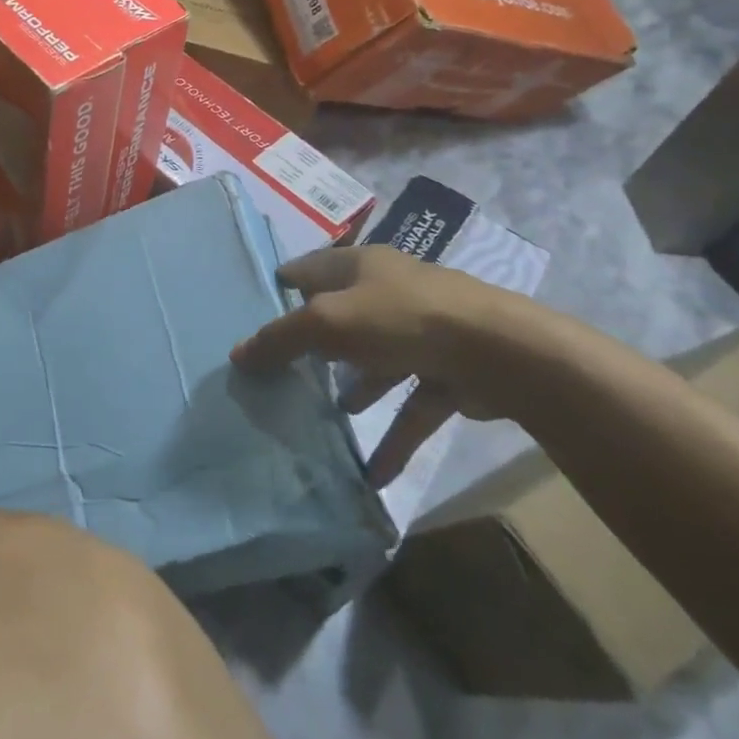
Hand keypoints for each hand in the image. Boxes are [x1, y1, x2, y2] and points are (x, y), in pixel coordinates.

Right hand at [230, 246, 550, 487]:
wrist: (501, 353)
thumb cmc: (401, 319)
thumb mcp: (327, 323)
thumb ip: (280, 339)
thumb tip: (237, 355)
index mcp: (360, 265)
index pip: (307, 269)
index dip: (279, 288)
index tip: (250, 315)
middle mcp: (389, 292)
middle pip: (340, 315)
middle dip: (312, 345)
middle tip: (279, 371)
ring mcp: (422, 333)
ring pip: (375, 361)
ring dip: (353, 389)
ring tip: (322, 417)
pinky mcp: (448, 373)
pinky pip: (410, 405)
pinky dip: (392, 435)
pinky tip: (372, 472)